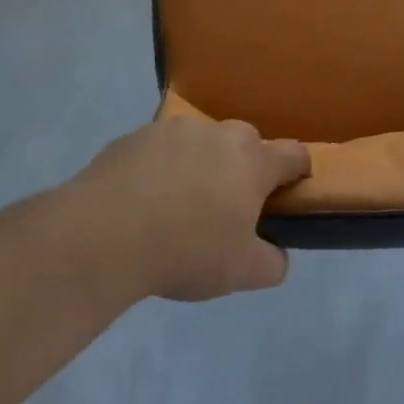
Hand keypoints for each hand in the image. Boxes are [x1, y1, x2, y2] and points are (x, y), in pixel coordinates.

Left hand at [70, 116, 309, 301]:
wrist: (104, 235)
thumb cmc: (186, 251)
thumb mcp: (241, 273)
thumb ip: (272, 263)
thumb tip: (277, 255)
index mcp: (253, 162)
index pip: (294, 154)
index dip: (299, 172)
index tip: (290, 192)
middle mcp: (220, 135)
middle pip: (247, 141)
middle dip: (246, 165)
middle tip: (229, 203)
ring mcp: (176, 130)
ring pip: (203, 141)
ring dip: (202, 162)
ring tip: (180, 202)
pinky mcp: (137, 135)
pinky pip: (162, 148)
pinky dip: (163, 166)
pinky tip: (145, 198)